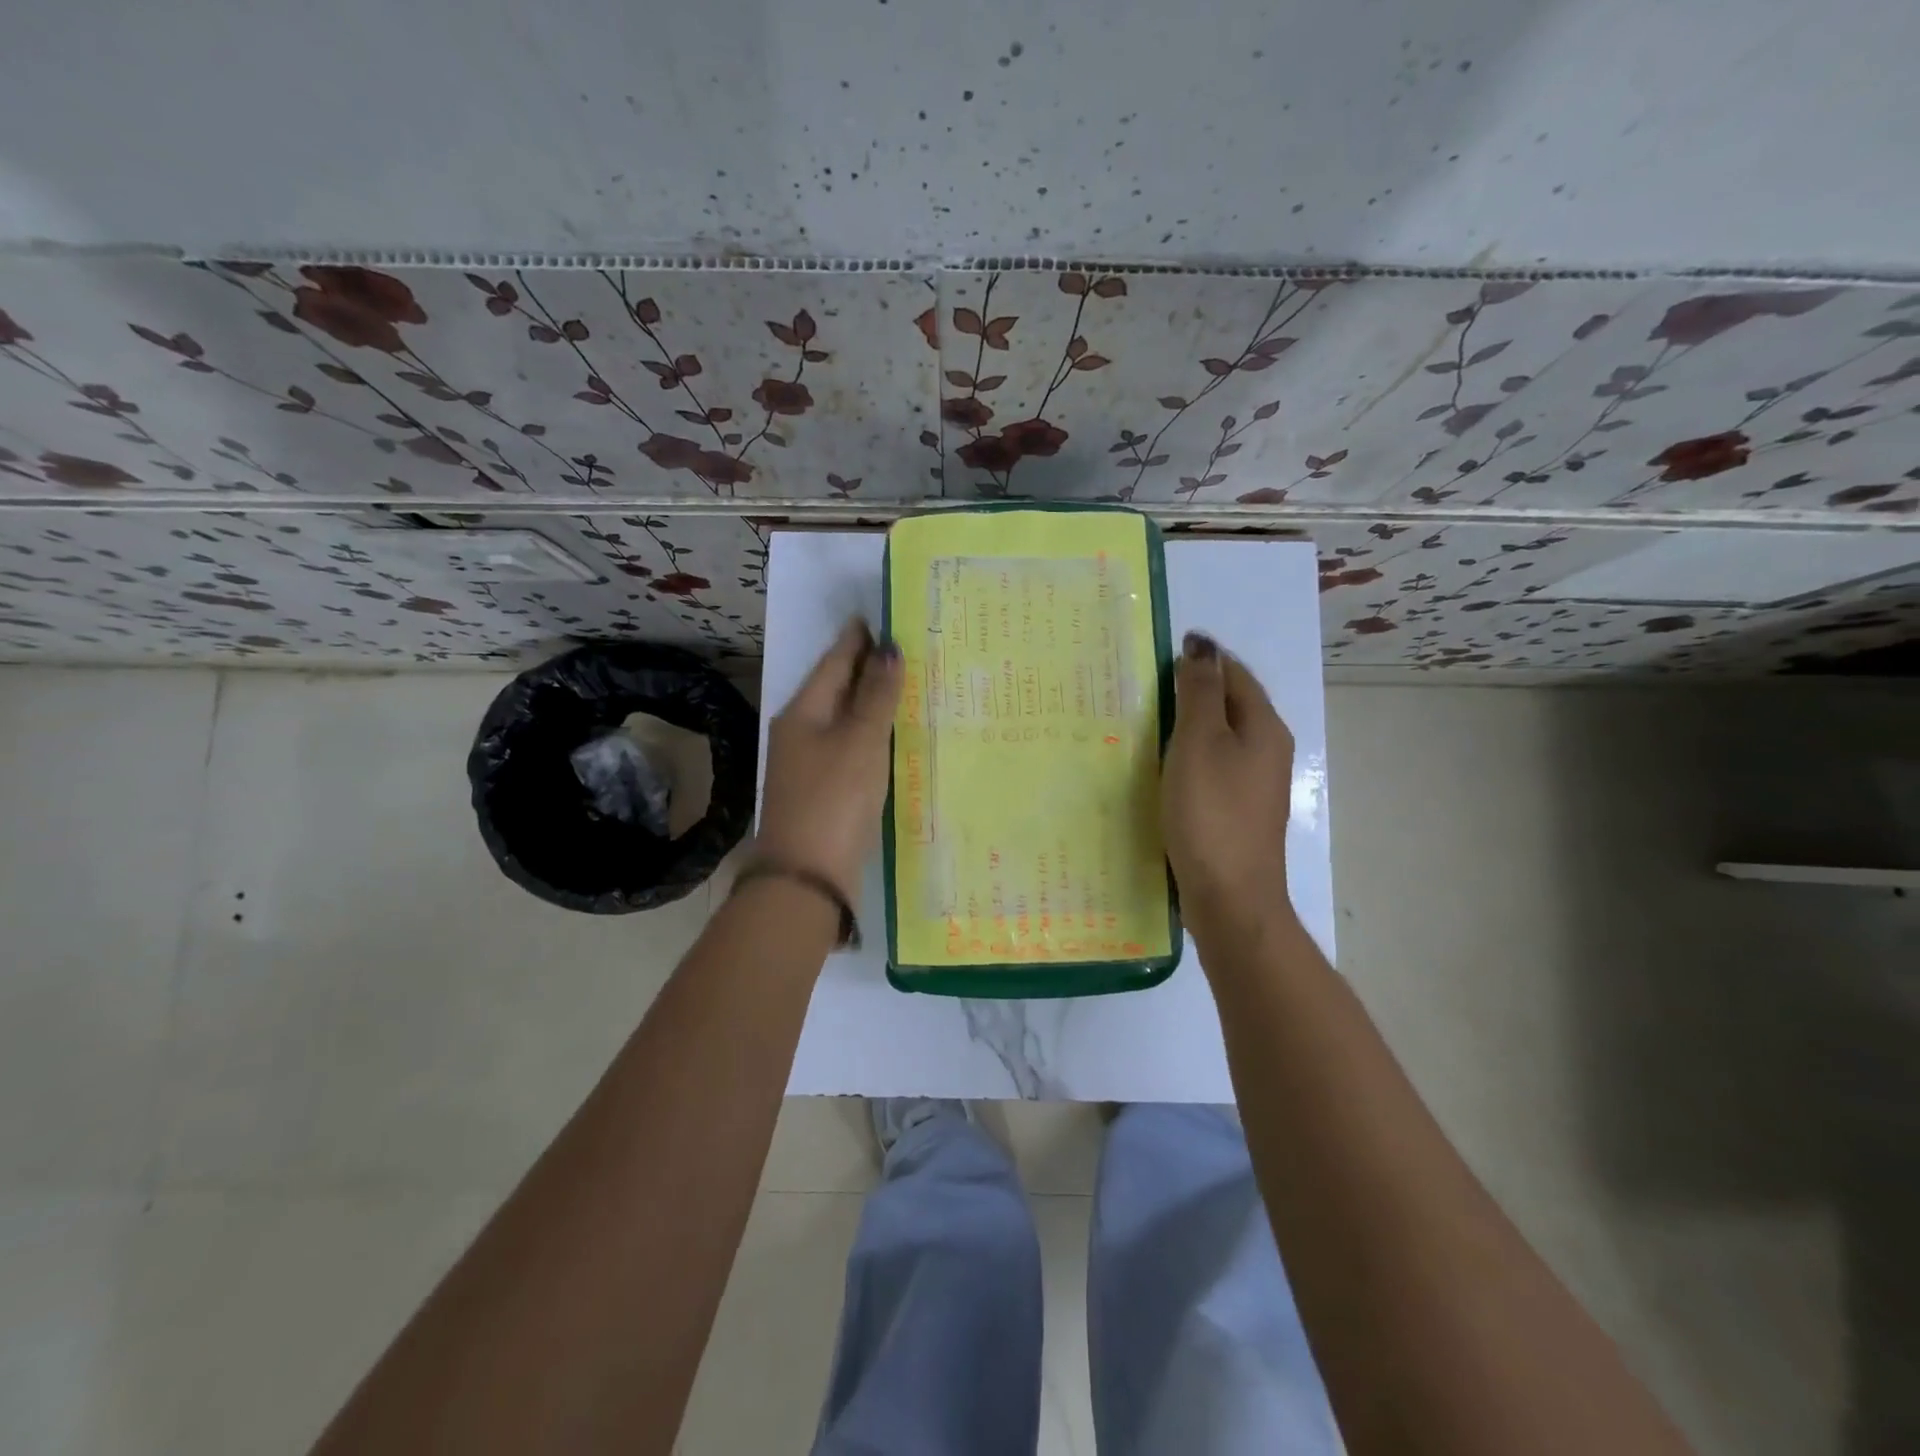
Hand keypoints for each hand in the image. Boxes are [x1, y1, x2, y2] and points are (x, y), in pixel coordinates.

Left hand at [754, 619, 902, 909]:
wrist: (807, 877)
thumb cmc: (834, 799)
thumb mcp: (860, 742)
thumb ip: (876, 695)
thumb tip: (889, 648)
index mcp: (803, 712)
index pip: (834, 662)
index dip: (858, 639)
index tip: (882, 616)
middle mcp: (801, 732)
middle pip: (837, 689)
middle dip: (867, 668)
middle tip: (905, 647)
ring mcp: (810, 764)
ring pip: (845, 719)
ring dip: (871, 701)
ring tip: (906, 683)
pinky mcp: (824, 790)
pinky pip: (851, 747)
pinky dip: (871, 734)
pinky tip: (893, 734)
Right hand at [1161, 631, 1295, 939]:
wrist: (1230, 896)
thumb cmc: (1211, 813)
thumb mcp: (1199, 743)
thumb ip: (1199, 693)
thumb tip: (1202, 645)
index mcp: (1263, 726)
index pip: (1234, 673)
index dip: (1200, 658)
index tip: (1157, 655)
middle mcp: (1266, 750)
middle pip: (1229, 704)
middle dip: (1192, 690)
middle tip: (1143, 687)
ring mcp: (1254, 784)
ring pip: (1220, 738)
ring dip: (1188, 724)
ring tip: (1145, 722)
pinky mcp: (1237, 810)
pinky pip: (1212, 767)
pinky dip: (1188, 756)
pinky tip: (1161, 767)